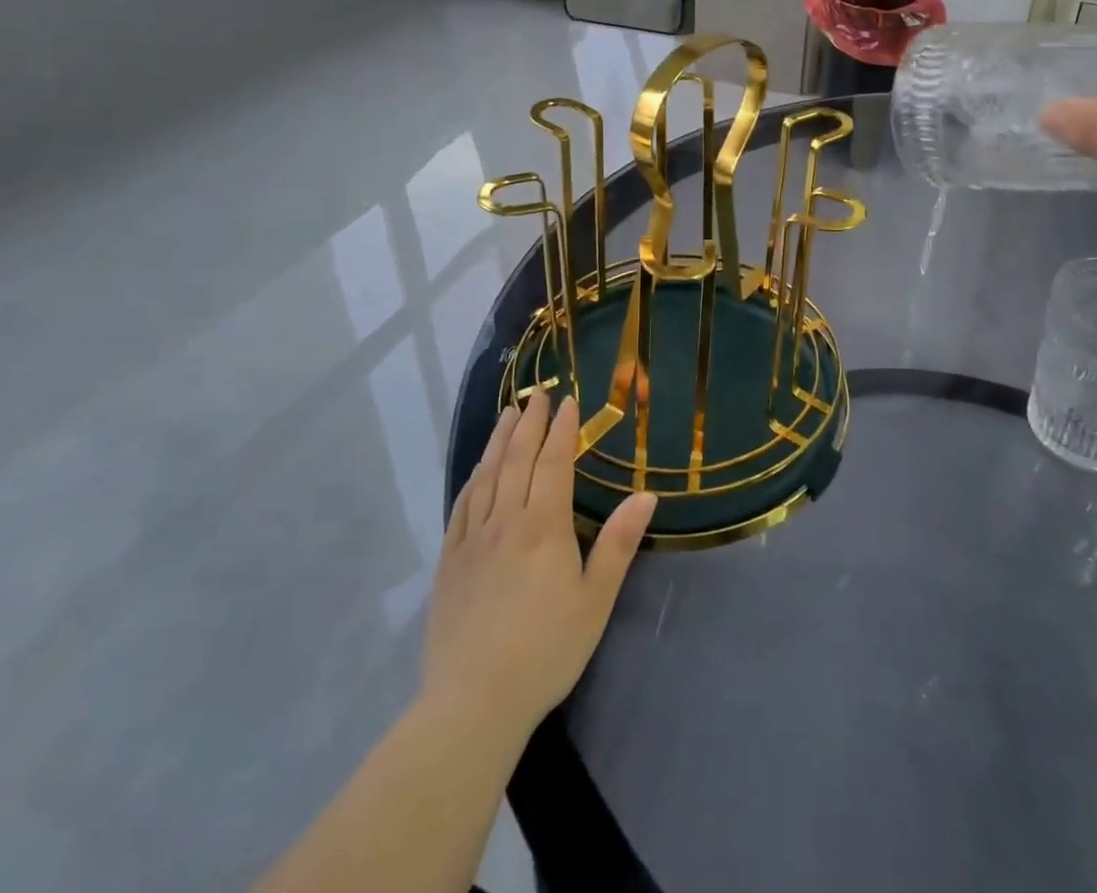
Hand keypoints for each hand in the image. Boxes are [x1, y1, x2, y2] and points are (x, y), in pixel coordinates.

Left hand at [420, 391, 655, 743]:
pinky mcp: (450, 563)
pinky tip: (477, 471)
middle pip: (517, 460)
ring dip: (498, 441)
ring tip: (507, 415)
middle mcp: (506, 522)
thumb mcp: (595, 600)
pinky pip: (461, 508)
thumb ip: (618, 544)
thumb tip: (646, 496)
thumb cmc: (546, 651)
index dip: (562, 430)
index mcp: (544, 527)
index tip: (568, 401)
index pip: (553, 464)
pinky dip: (473, 480)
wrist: (473, 703)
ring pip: (487, 477)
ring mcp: (472, 541)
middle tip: (538, 395)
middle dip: (530, 424)